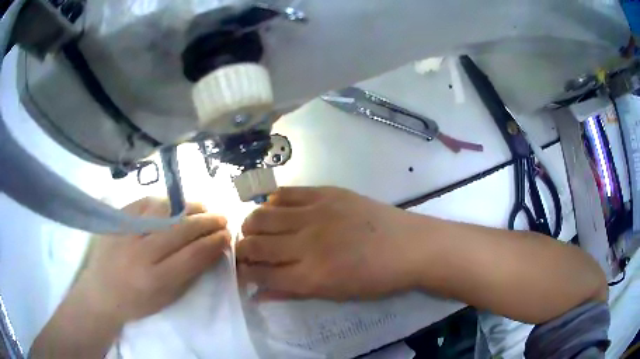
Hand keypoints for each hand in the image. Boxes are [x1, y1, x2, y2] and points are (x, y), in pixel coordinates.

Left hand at [75, 197, 230, 323]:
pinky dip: (164, 201)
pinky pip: (144, 202)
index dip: (213, 243)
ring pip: (164, 211)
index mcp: (155, 280)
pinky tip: (174, 203)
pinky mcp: (116, 219)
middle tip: (222, 217)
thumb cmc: (137, 302)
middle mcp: (140, 253)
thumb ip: (190, 274)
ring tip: (202, 207)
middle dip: (207, 221)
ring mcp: (126, 232)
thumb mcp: (167, 298)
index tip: (227, 236)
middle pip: (180, 229)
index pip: (192, 255)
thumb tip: (212, 249)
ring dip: (188, 207)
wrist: (101, 292)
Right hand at [237, 187, 425, 300]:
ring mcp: (315, 213)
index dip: (245, 274)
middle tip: (247, 252)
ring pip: (262, 215)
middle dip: (241, 250)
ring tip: (255, 230)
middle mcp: (306, 244)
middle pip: (254, 243)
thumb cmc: (375, 279)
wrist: (409, 246)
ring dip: (251, 225)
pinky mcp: (326, 193)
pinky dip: (272, 202)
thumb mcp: (334, 295)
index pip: (260, 274)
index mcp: (310, 276)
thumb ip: (292, 294)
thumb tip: (258, 295)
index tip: (242, 272)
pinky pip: (286, 193)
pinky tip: (275, 209)